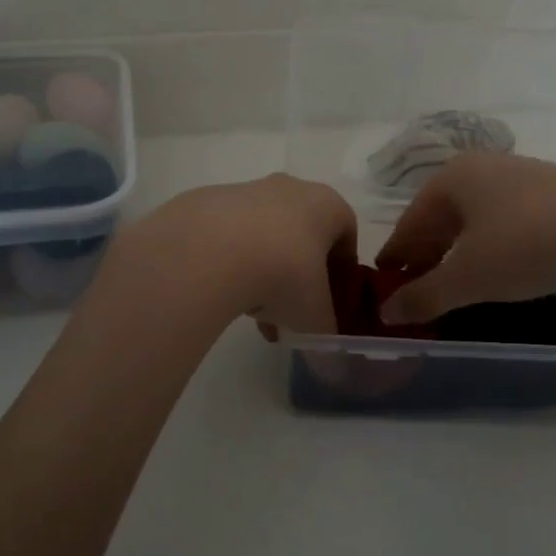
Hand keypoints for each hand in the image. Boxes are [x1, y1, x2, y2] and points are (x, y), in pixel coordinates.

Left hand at [116, 174, 356, 335]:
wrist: (208, 251)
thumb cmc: (283, 275)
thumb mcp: (313, 317)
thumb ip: (326, 338)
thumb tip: (332, 367)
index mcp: (327, 205)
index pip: (347, 237)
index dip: (343, 275)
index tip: (332, 305)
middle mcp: (290, 188)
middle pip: (304, 236)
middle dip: (300, 277)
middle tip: (291, 315)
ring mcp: (247, 190)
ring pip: (266, 236)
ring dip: (266, 272)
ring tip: (253, 315)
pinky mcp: (207, 201)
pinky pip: (230, 236)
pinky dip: (233, 263)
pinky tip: (224, 295)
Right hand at [376, 155, 555, 324]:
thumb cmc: (524, 246)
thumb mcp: (468, 278)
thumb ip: (424, 296)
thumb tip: (387, 313)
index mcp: (452, 178)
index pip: (411, 221)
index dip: (397, 255)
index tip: (386, 282)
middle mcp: (483, 167)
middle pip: (442, 216)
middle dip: (429, 252)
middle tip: (419, 286)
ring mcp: (522, 174)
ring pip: (476, 216)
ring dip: (461, 249)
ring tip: (458, 280)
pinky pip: (508, 218)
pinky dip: (493, 243)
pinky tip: (502, 265)